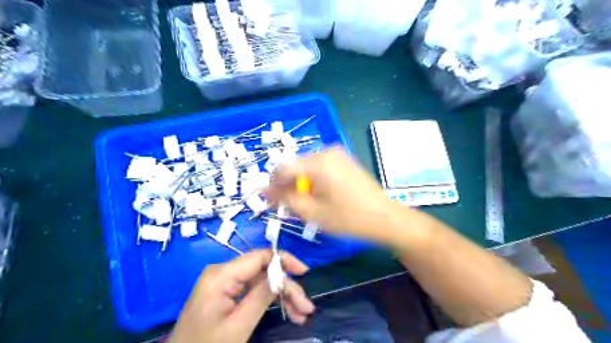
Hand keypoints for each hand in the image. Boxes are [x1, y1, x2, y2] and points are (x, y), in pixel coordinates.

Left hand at [170, 249, 314, 342]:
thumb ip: (261, 295)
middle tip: (306, 307)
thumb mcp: (238, 325)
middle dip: (286, 287)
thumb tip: (283, 274)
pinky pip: (254, 290)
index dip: (284, 260)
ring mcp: (225, 281)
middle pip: (264, 271)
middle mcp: (224, 272)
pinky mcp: (227, 291)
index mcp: (222, 275)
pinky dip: (271, 300)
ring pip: (263, 281)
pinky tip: (288, 312)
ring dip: (283, 296)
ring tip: (301, 314)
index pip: (260, 256)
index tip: (304, 272)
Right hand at [264, 149, 404, 242]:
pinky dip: (314, 180)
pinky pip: (320, 167)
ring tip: (305, 204)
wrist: (386, 218)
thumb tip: (264, 190)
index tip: (271, 201)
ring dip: (301, 184)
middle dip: (288, 185)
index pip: (282, 168)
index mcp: (318, 162)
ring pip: (307, 167)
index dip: (273, 185)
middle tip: (289, 206)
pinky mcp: (345, 160)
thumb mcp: (313, 213)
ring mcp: (338, 154)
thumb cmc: (349, 218)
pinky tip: (320, 196)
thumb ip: (285, 199)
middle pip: (295, 166)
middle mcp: (326, 151)